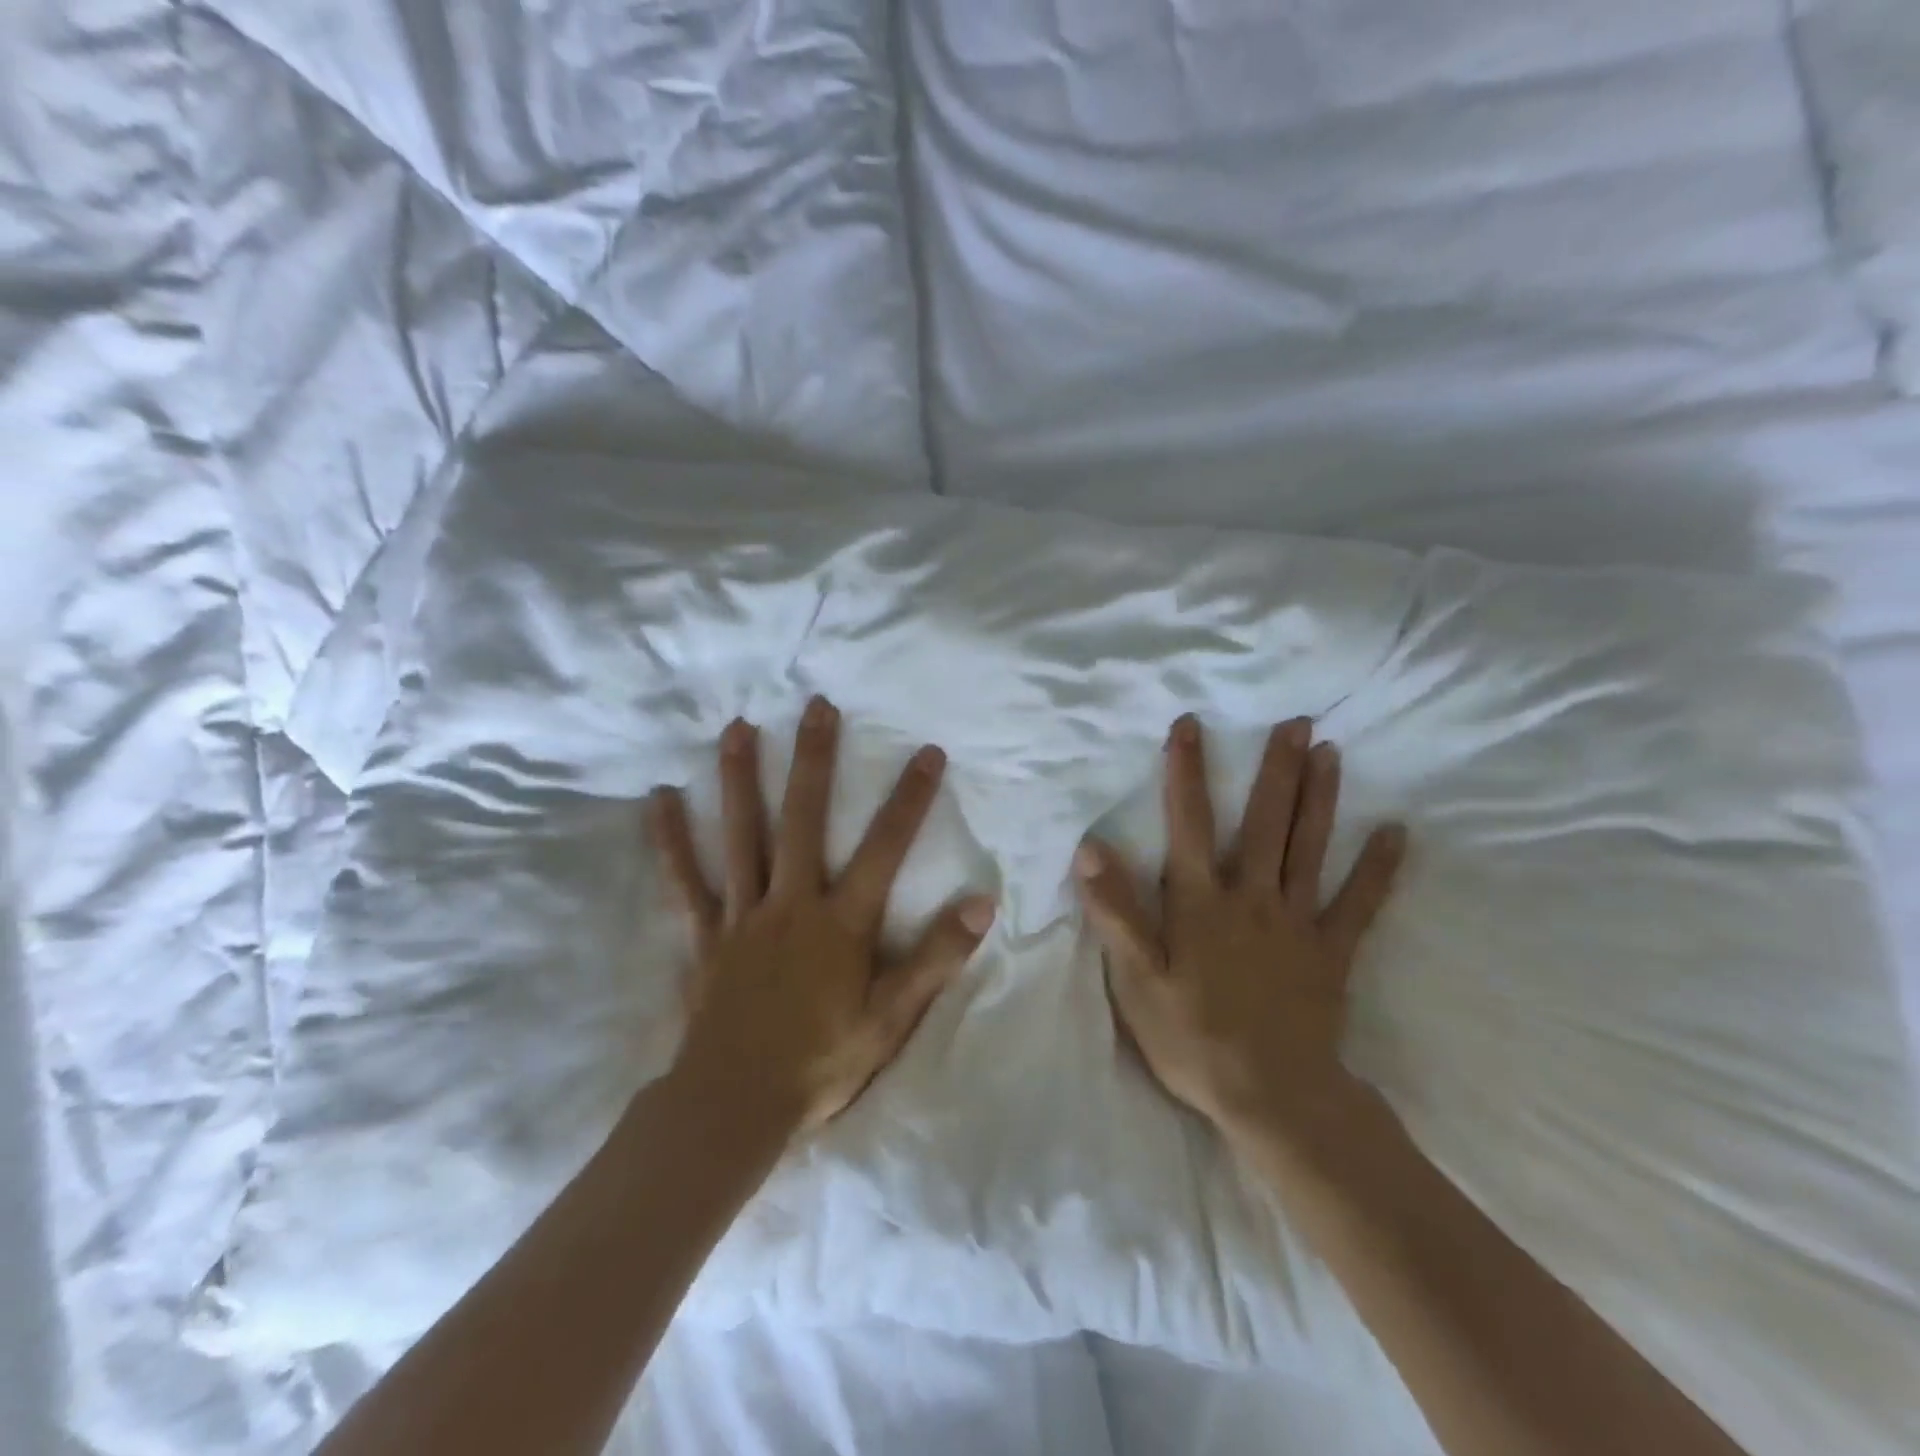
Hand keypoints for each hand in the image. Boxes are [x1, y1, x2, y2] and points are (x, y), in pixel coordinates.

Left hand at [649, 696, 994, 1134]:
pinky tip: (659, 798)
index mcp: (841, 921)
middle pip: (803, 819)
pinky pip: (685, 880)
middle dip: (814, 760)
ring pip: (742, 834)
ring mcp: (742, 914)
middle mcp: (791, 903)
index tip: (928, 752)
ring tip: (738, 727)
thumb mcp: (892, 1017)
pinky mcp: (704, 934)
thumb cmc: (821, 1061)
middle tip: (816, 706)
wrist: (735, 1105)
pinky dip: (671, 839)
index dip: (910, 798)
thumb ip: (936, 957)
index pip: (885, 847)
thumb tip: (983, 902)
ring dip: (740, 778)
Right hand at [1074, 714, 1405, 1144]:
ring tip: (1330, 751)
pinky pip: (1359, 903)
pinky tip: (1397, 832)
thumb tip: (1090, 847)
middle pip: (1264, 822)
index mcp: (1200, 901)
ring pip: (1309, 847)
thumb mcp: (1136, 980)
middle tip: (1296, 722)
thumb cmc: (1191, 1037)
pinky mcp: (1332, 952)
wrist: (1272, 1098)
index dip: (1185, 772)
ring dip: (1320, 797)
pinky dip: (1379, 867)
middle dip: (1276, 770)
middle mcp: (1251, 896)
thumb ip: (1116, 911)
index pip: (1187, 823)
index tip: (1190, 725)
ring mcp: (1297, 922)